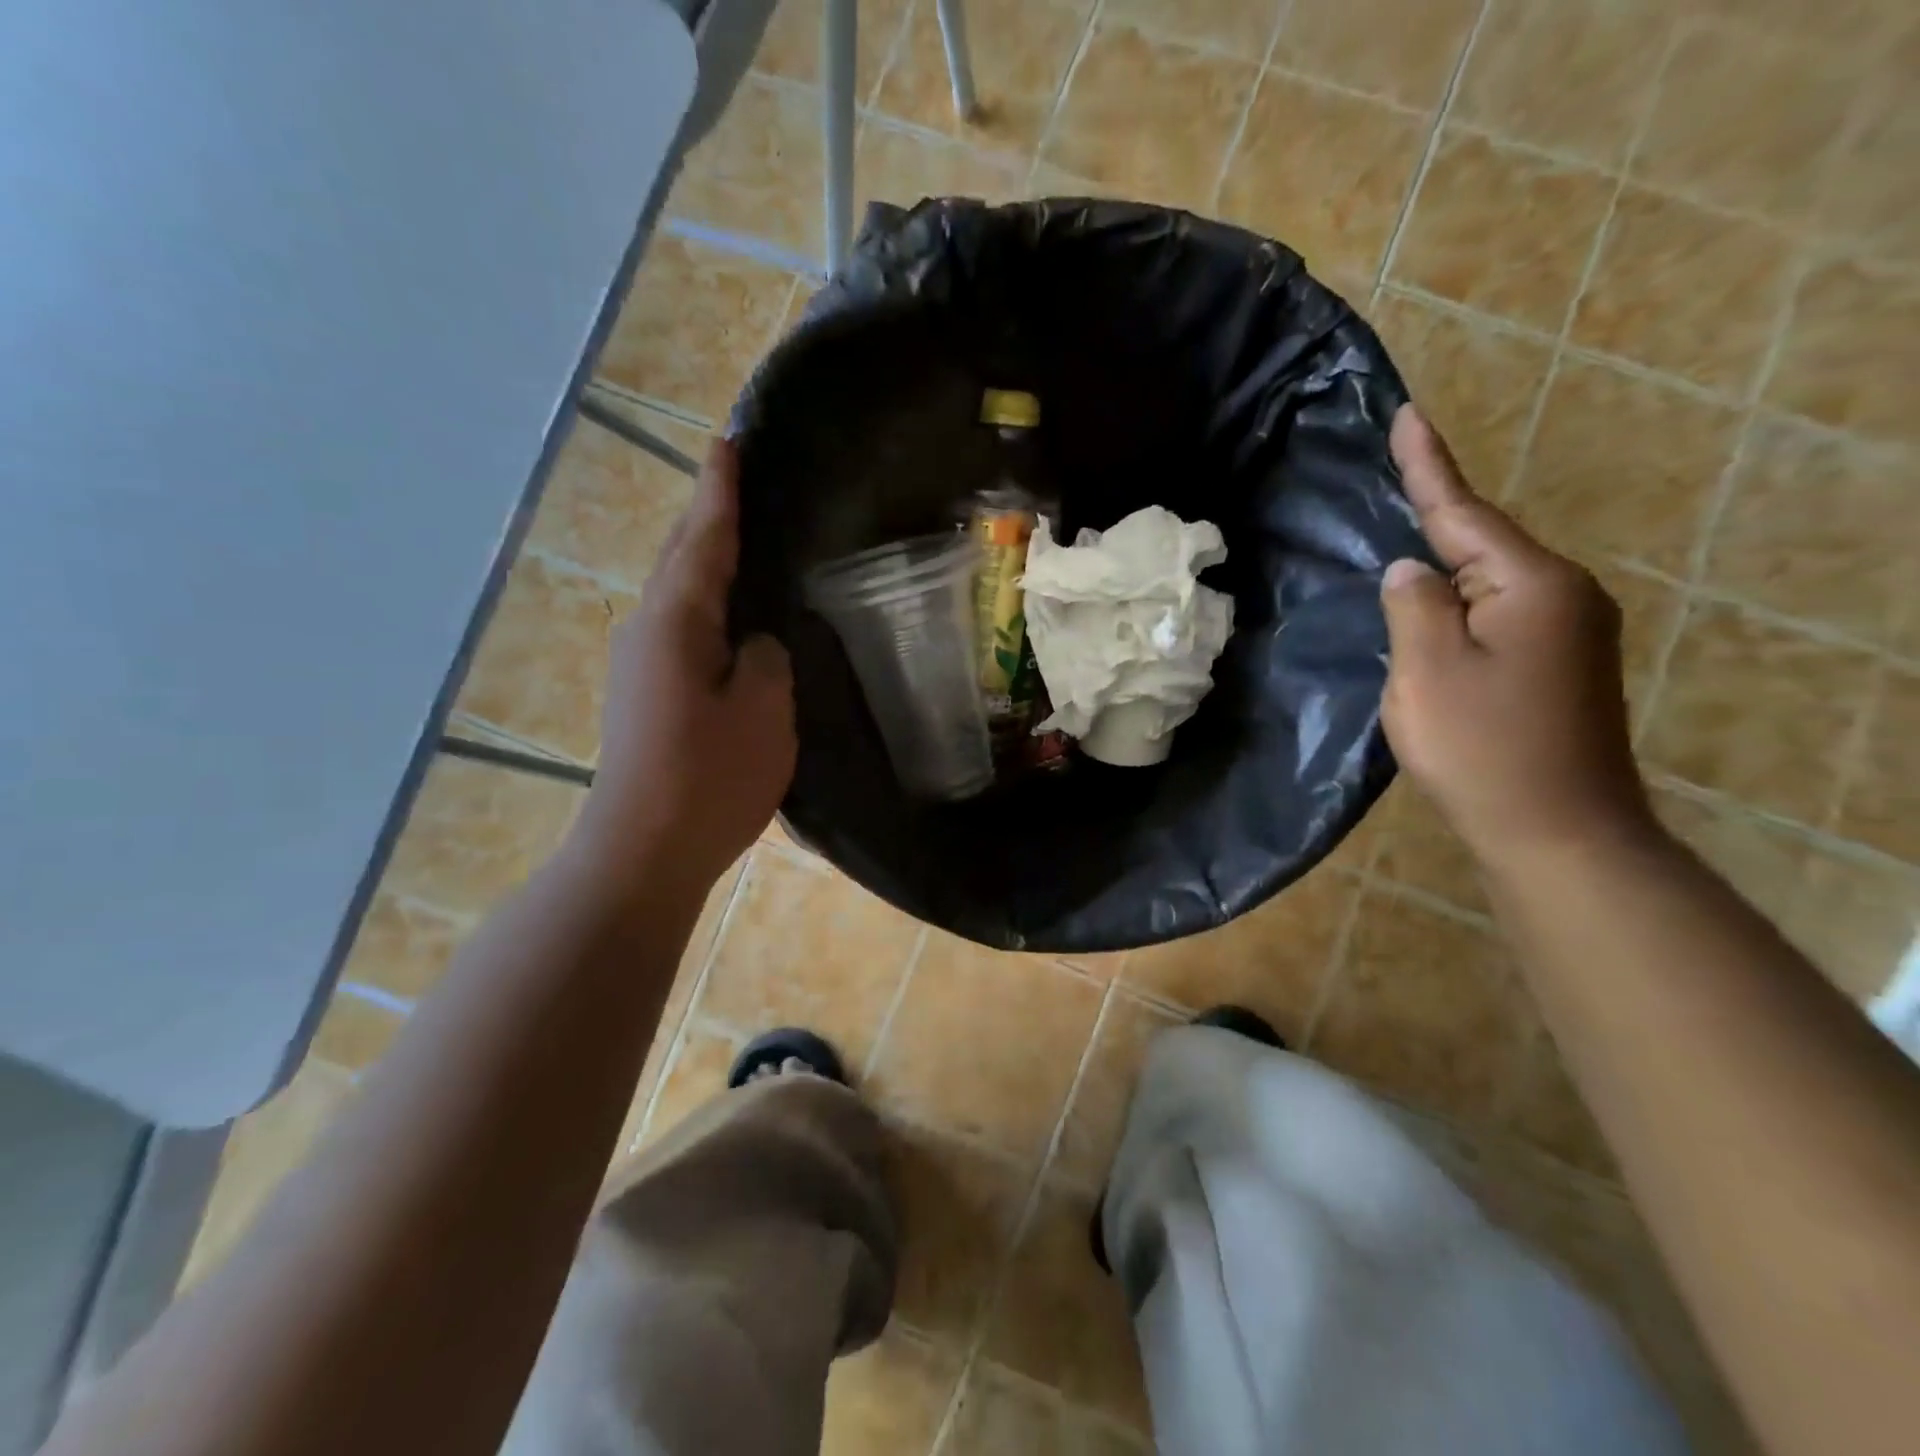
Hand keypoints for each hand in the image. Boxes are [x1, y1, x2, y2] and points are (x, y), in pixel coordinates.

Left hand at [573, 438, 795, 899]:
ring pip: (682, 595)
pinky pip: (683, 630)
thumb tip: (753, 642)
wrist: (644, 850)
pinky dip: (708, 606)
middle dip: (708, 515)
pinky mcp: (647, 695)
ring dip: (707, 561)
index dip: (720, 489)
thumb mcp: (762, 710)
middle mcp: (649, 630)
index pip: (704, 537)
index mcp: (676, 620)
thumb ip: (764, 657)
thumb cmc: (708, 777)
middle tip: (740, 479)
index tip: (730, 440)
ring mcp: (642, 664)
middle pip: (683, 557)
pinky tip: (733, 616)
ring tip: (745, 539)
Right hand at [1379, 406, 1653, 867]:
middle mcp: (1564, 594)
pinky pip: (1498, 611)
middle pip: (1482, 543)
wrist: (1556, 830)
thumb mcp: (1427, 671)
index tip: (1408, 414)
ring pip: (1490, 580)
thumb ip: (1414, 605)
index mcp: (1532, 585)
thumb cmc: (1482, 748)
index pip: (1464, 512)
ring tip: (1401, 545)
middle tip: (1391, 478)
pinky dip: (1460, 602)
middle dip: (1434, 514)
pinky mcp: (1560, 662)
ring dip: (1445, 564)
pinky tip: (1434, 608)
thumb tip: (1410, 568)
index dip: (1428, 465)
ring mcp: (1569, 630)